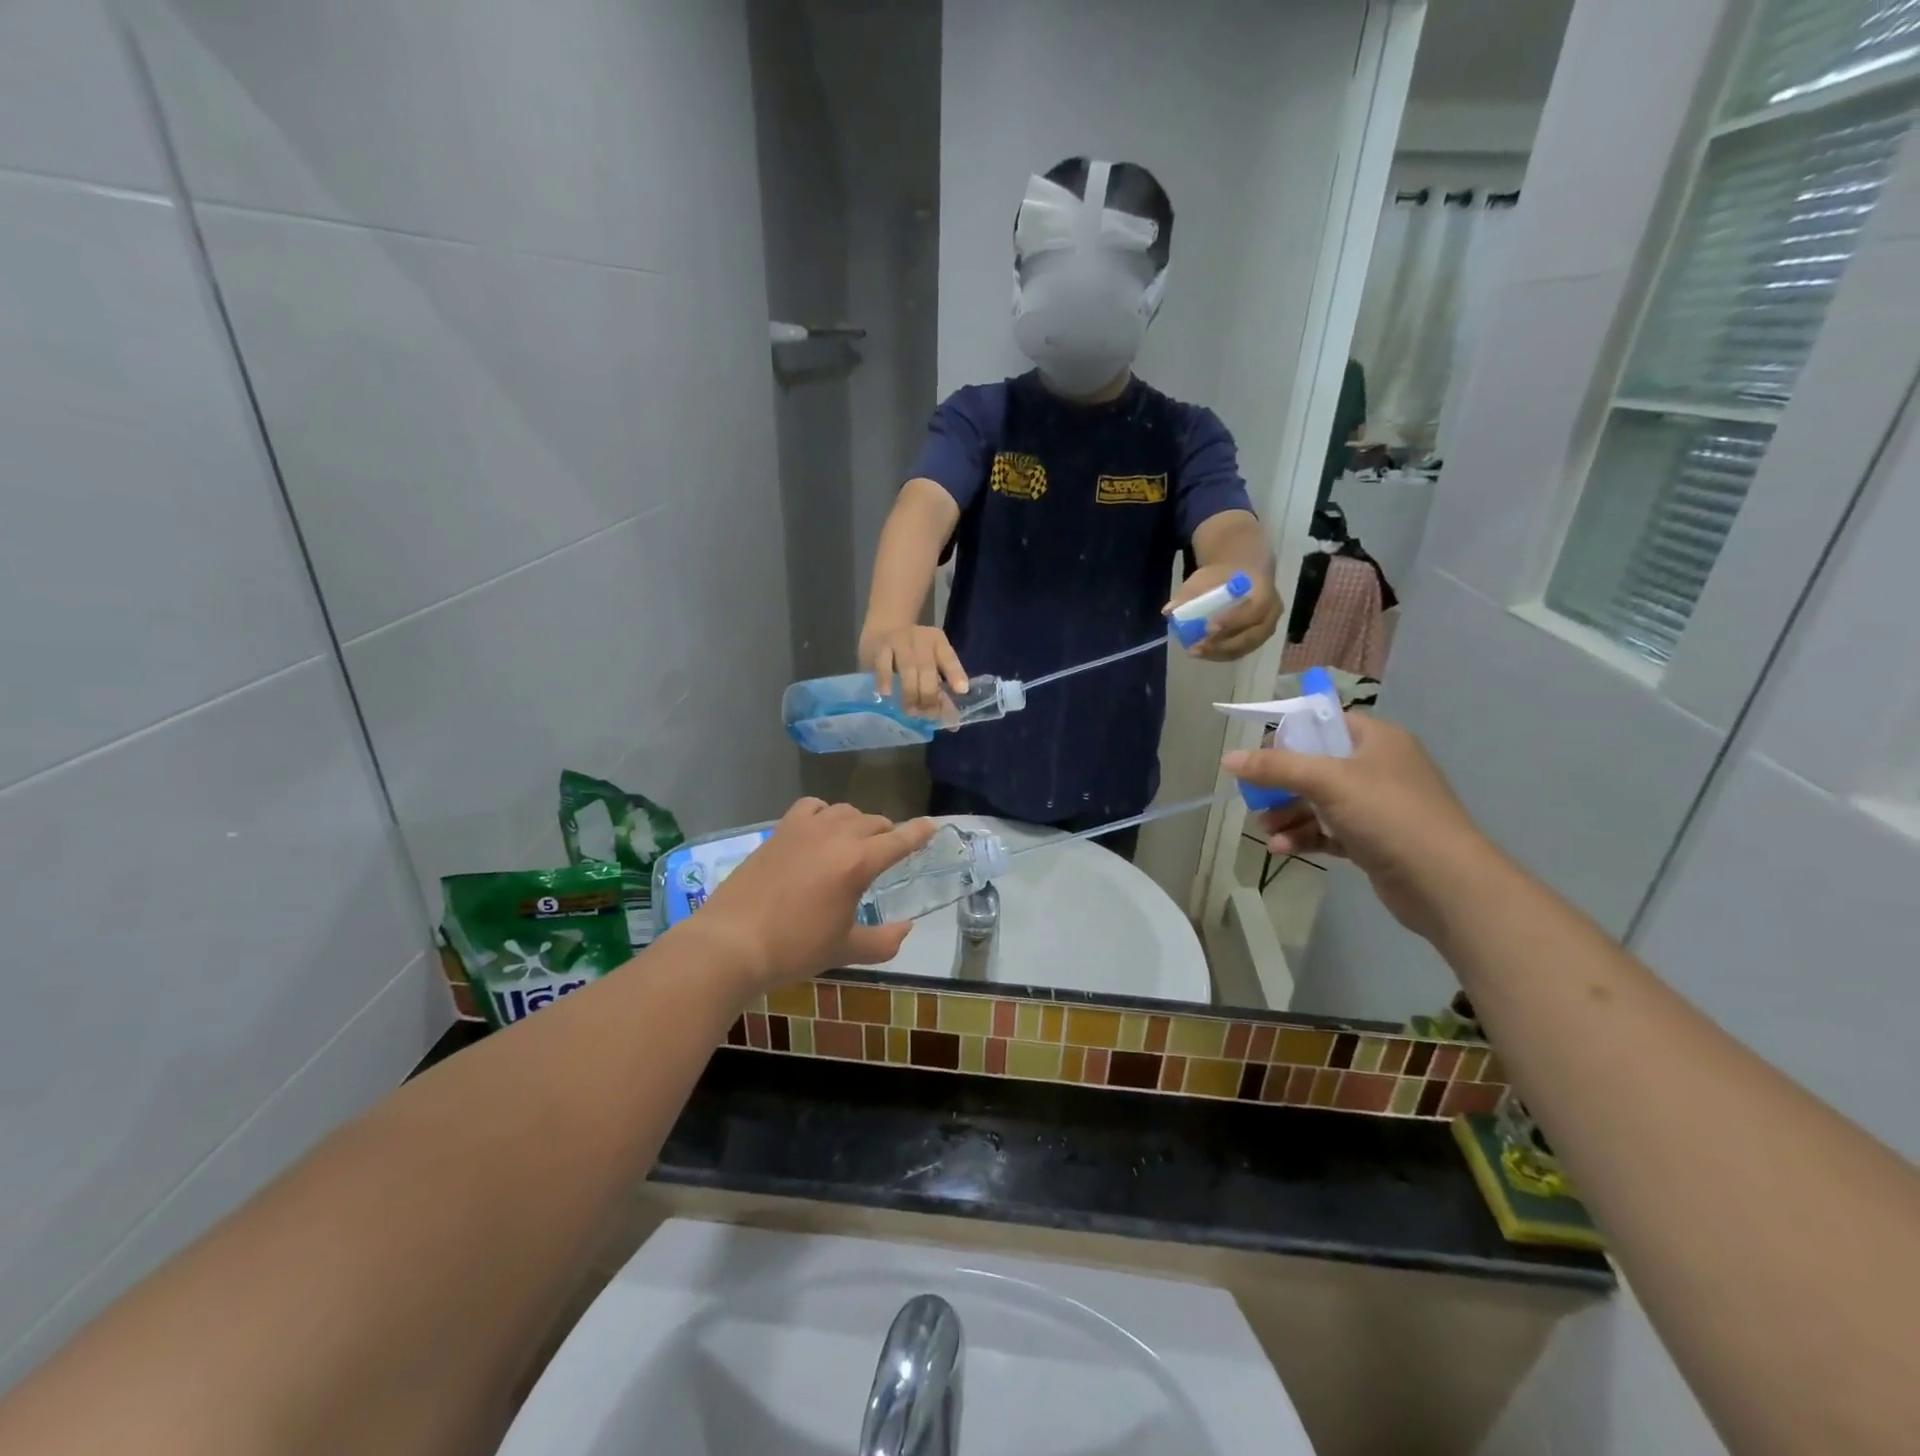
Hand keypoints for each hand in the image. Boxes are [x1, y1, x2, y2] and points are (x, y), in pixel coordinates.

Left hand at [687, 800, 937, 992]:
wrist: (731, 942)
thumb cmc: (794, 949)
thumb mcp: (845, 950)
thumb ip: (883, 941)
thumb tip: (906, 929)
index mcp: (858, 863)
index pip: (898, 841)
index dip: (918, 833)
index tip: (932, 825)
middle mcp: (836, 836)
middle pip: (873, 822)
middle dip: (887, 834)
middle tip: (888, 851)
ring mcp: (805, 829)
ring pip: (844, 811)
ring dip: (858, 822)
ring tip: (856, 841)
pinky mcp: (779, 831)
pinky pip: (811, 807)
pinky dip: (824, 813)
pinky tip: (820, 828)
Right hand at [861, 622, 968, 716]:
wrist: (883, 629)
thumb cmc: (912, 655)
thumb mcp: (930, 664)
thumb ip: (942, 692)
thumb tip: (953, 724)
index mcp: (937, 641)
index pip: (949, 658)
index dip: (955, 674)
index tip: (961, 691)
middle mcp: (920, 638)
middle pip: (927, 667)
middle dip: (929, 693)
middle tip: (928, 715)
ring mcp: (899, 641)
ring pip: (908, 667)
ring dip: (910, 692)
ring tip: (911, 712)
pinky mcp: (880, 647)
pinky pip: (883, 664)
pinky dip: (885, 679)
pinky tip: (886, 694)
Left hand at [1165, 565, 1281, 661]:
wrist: (1242, 575)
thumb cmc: (1223, 576)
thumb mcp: (1206, 578)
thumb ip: (1189, 593)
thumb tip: (1168, 611)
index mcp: (1264, 592)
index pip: (1253, 611)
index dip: (1232, 621)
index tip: (1208, 628)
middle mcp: (1271, 613)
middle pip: (1250, 636)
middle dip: (1222, 644)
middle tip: (1197, 646)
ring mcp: (1267, 629)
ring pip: (1245, 647)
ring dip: (1219, 653)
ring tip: (1195, 651)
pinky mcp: (1257, 640)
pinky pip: (1241, 651)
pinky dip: (1221, 654)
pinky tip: (1203, 653)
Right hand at [1224, 715, 1494, 942]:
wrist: (1445, 883)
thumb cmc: (1388, 815)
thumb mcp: (1327, 782)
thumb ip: (1276, 768)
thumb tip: (1228, 758)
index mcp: (1376, 740)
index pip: (1323, 723)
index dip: (1289, 736)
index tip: (1260, 758)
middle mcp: (1378, 767)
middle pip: (1315, 765)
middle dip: (1281, 785)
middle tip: (1255, 799)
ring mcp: (1378, 806)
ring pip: (1319, 802)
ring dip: (1288, 814)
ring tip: (1265, 830)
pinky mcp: (1374, 840)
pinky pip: (1329, 831)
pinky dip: (1305, 836)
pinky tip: (1282, 849)